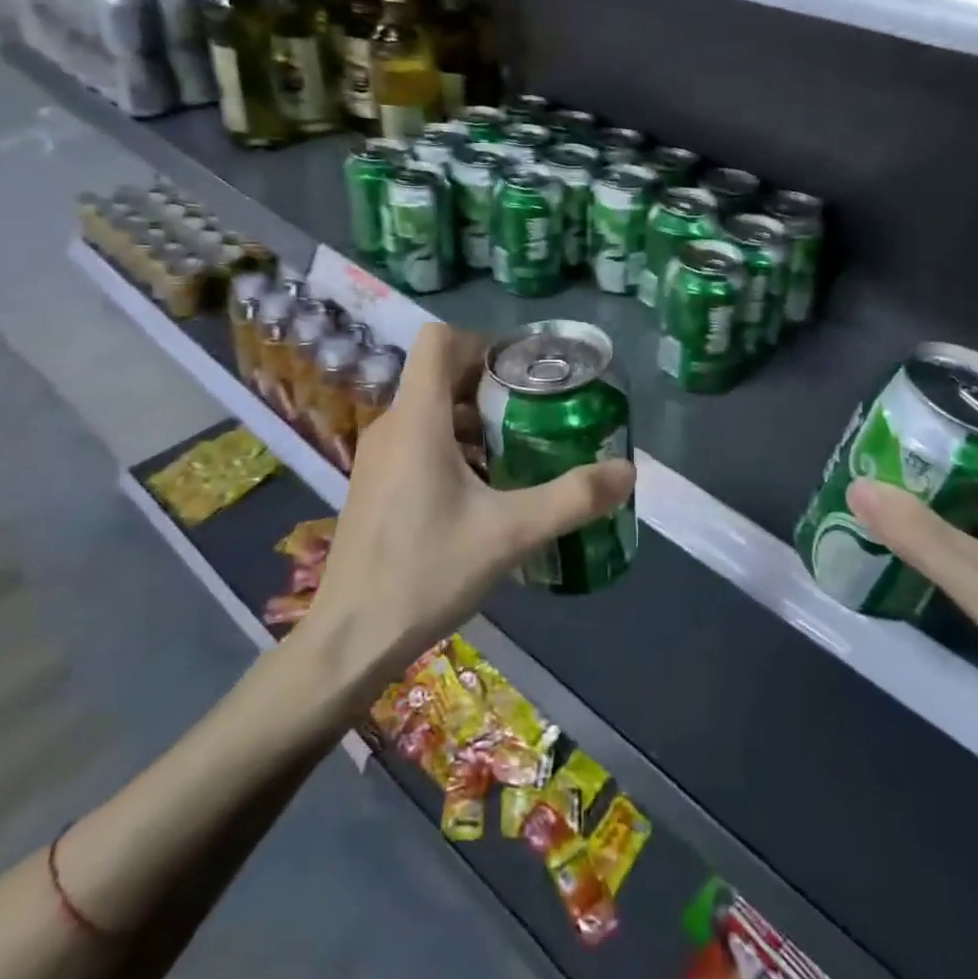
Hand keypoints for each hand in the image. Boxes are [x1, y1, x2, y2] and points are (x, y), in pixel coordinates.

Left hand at [304, 323, 635, 687]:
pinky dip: (451, 446)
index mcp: (417, 419)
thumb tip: (628, 471)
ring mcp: (376, 457)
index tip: (522, 374)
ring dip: (472, 420)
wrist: (350, 638)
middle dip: (488, 386)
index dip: (482, 343)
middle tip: (533, 414)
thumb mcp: (510, 534)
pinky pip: (416, 441)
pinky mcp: (373, 484)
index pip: (439, 340)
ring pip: (428, 411)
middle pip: (438, 375)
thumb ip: (572, 498)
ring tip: (514, 454)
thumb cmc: (426, 572)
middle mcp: (391, 426)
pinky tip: (480, 492)